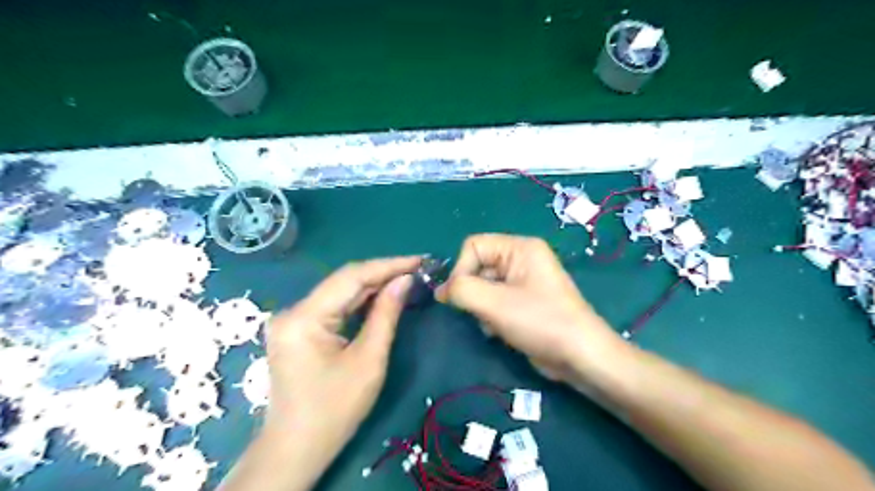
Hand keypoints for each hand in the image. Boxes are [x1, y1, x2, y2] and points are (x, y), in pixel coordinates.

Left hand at [264, 257, 415, 463]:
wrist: (297, 448)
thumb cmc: (335, 410)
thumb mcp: (368, 361)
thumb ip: (386, 315)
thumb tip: (405, 280)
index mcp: (304, 317)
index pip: (352, 276)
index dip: (388, 265)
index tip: (419, 260)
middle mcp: (293, 310)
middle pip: (344, 281)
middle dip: (383, 274)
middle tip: (417, 269)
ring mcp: (293, 319)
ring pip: (340, 293)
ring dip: (373, 286)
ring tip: (406, 279)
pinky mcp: (299, 329)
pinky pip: (333, 307)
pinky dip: (359, 302)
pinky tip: (381, 297)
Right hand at [435, 235, 621, 384]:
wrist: (580, 356)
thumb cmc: (540, 321)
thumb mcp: (494, 303)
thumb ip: (461, 290)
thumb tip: (441, 290)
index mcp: (519, 247)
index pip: (473, 245)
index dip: (461, 269)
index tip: (460, 296)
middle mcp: (521, 259)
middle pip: (477, 266)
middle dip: (474, 293)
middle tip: (481, 313)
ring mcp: (523, 281)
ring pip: (483, 286)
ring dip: (481, 308)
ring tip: (495, 324)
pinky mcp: (523, 301)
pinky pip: (494, 300)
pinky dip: (491, 316)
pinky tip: (501, 331)